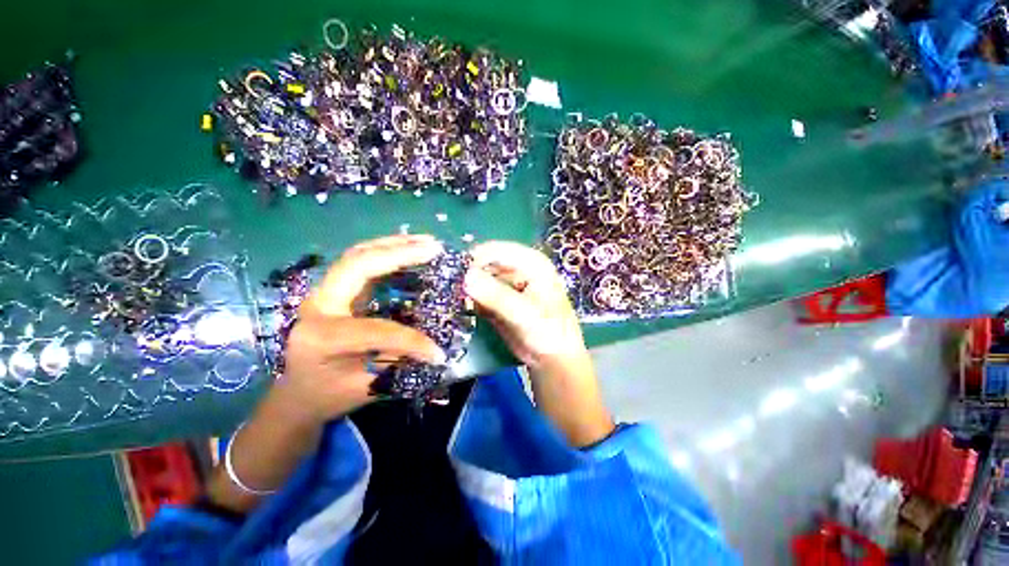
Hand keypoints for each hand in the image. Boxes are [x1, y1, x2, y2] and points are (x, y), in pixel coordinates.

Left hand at [276, 234, 447, 421]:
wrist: (296, 393)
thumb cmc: (326, 395)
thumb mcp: (363, 389)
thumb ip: (399, 365)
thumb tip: (437, 348)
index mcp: (320, 336)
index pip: (375, 329)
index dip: (411, 341)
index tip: (438, 353)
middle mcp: (318, 305)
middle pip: (357, 265)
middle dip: (400, 254)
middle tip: (435, 249)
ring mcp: (324, 292)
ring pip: (358, 255)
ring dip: (394, 244)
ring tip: (426, 241)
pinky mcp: (336, 289)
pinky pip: (361, 260)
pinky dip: (387, 250)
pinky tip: (408, 247)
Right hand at [465, 241, 613, 446]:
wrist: (552, 360)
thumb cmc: (548, 333)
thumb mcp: (524, 314)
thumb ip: (496, 295)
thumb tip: (465, 277)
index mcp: (531, 262)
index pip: (497, 250)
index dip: (474, 259)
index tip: (454, 275)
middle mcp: (517, 267)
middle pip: (485, 261)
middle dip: (467, 274)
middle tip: (449, 290)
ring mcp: (506, 282)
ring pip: (478, 277)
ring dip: (465, 287)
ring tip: (452, 300)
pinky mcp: (497, 298)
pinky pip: (477, 292)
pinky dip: (468, 299)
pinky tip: (462, 308)